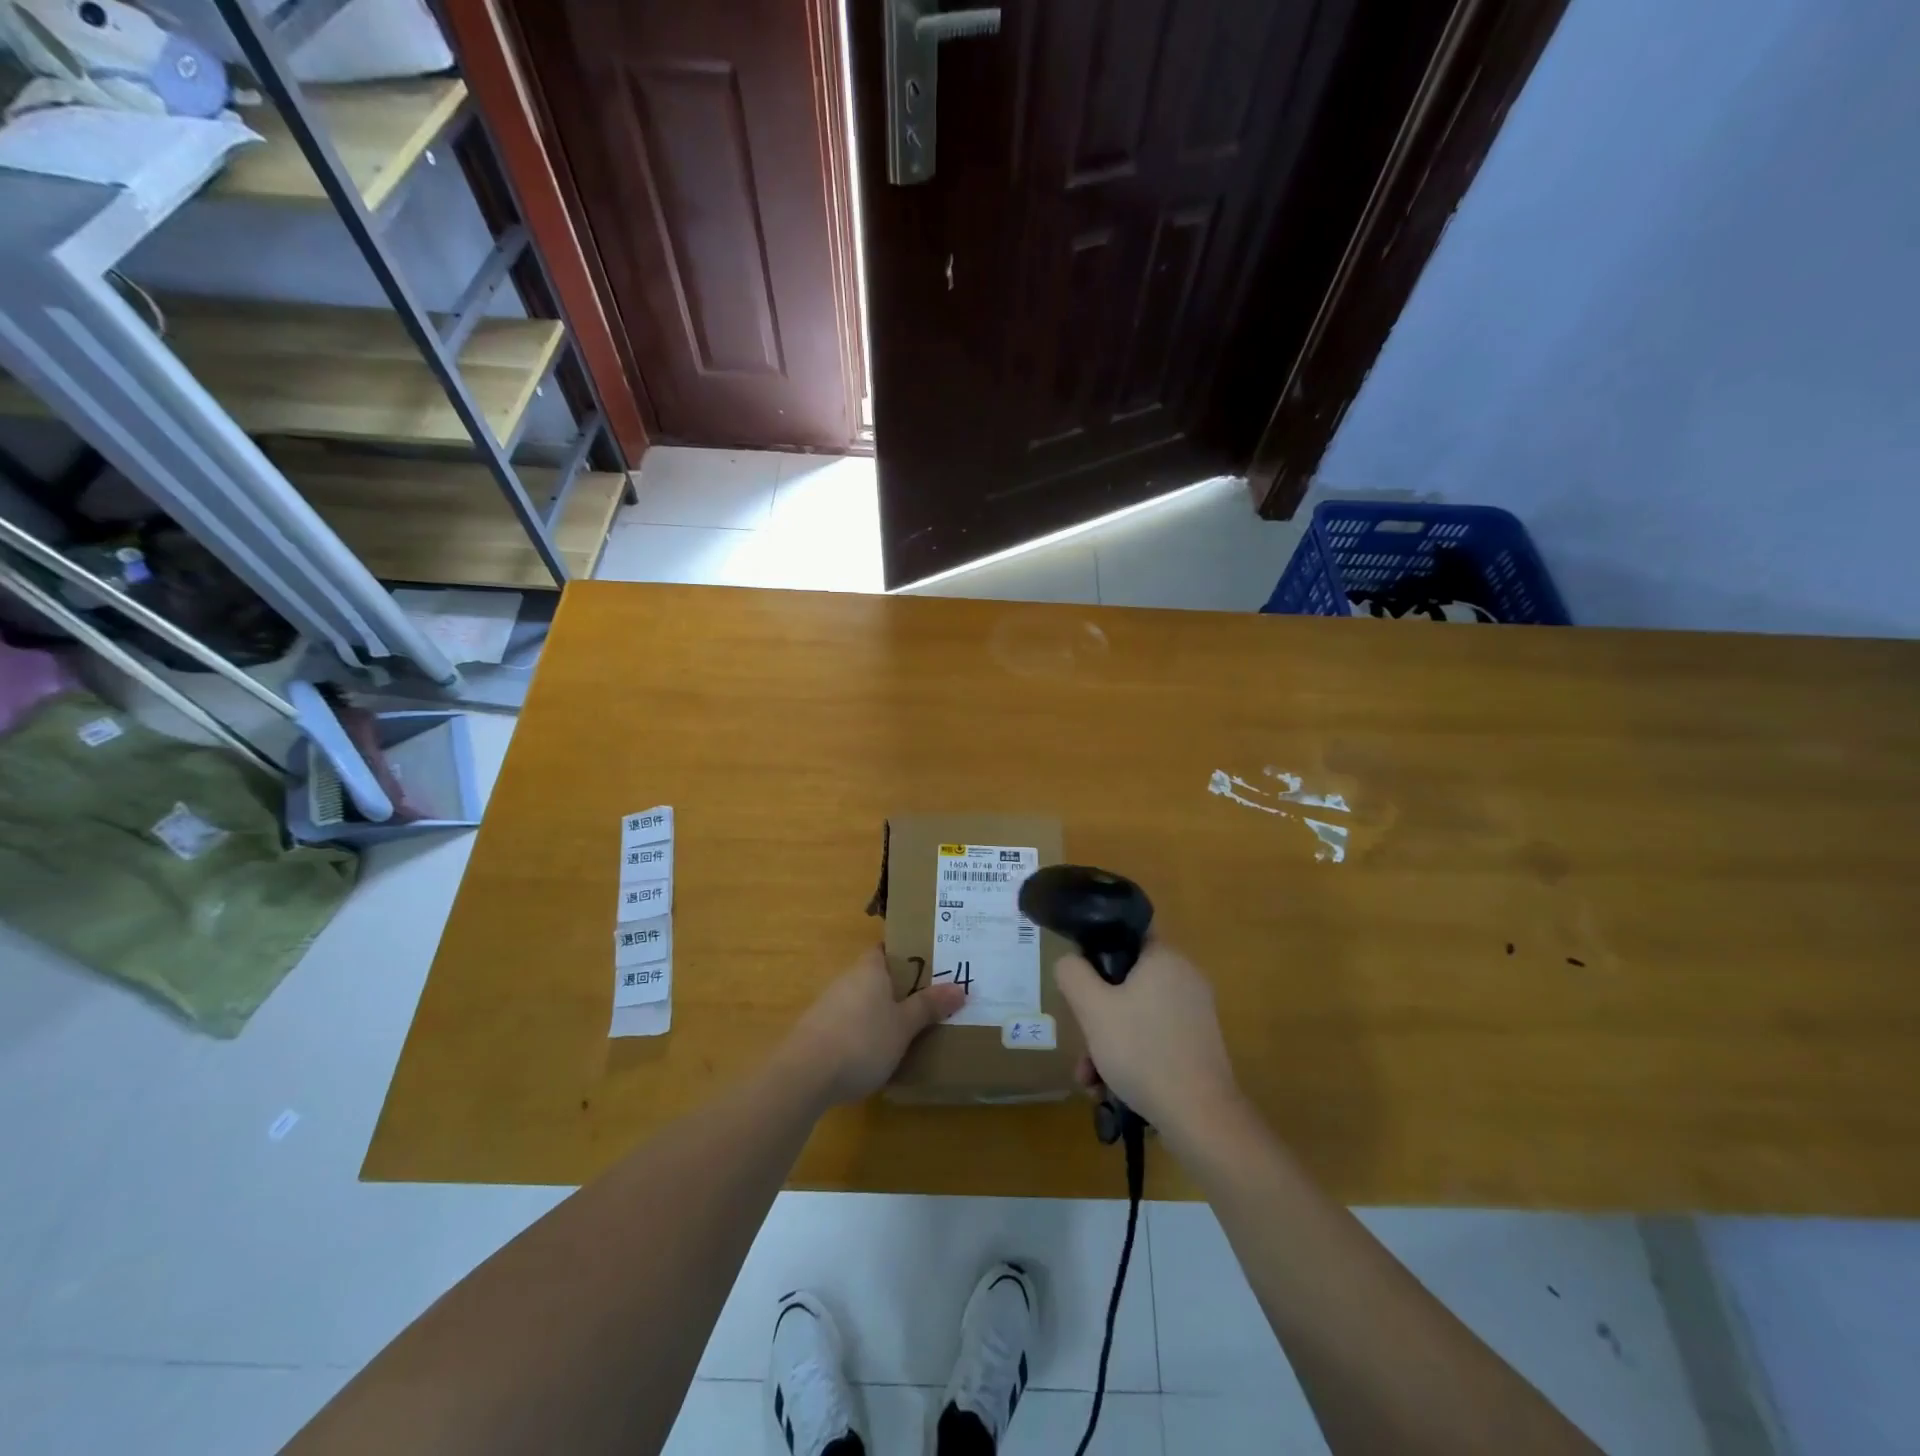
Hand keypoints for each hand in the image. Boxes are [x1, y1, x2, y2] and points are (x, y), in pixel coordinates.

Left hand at [776, 947, 965, 1107]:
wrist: (804, 1076)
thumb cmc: (862, 1040)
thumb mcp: (904, 1026)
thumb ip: (929, 1006)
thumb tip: (960, 987)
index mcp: (869, 968)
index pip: (887, 949)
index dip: (908, 954)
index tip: (932, 965)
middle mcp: (847, 979)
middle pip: (877, 976)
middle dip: (900, 987)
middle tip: (930, 1000)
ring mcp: (829, 1005)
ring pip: (864, 1001)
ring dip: (882, 1012)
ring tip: (910, 1030)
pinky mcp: (818, 1032)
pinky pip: (850, 1023)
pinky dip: (865, 1032)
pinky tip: (878, 1054)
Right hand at [1053, 941, 1239, 1134]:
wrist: (1200, 1117)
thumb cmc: (1142, 1051)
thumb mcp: (1092, 1009)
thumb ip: (1073, 975)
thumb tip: (1070, 961)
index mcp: (1165, 958)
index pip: (1126, 935)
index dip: (1097, 952)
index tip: (1079, 981)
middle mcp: (1185, 978)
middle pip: (1127, 983)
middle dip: (1096, 1015)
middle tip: (1081, 1042)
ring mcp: (1195, 1013)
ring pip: (1137, 1015)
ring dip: (1108, 1043)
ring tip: (1090, 1079)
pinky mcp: (1199, 1045)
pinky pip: (1155, 1038)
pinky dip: (1131, 1057)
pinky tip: (1110, 1089)